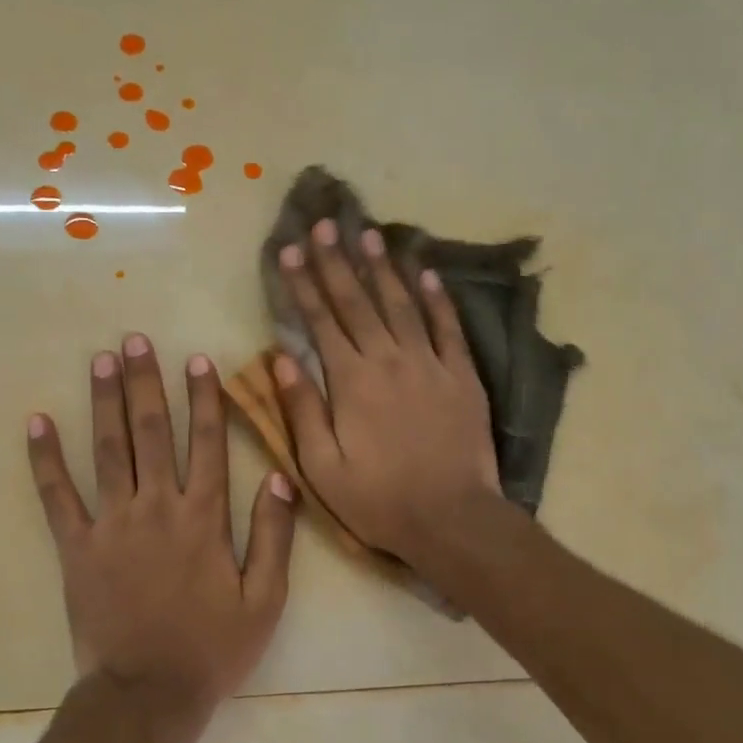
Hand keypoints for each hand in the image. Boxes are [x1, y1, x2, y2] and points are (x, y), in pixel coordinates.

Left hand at [27, 334, 295, 728]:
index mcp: (203, 519)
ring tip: (100, 360)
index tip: (198, 359)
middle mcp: (156, 508)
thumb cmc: (212, 649)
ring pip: (107, 451)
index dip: (204, 399)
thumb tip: (278, 479)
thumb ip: (274, 537)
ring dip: (104, 402)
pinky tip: (37, 422)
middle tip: (135, 339)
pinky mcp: (76, 548)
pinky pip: (57, 496)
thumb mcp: (264, 600)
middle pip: (151, 433)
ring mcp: (111, 525)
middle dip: (146, 383)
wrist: (148, 695)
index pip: (207, 444)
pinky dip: (45, 459)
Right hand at [273, 219, 502, 562]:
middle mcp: (389, 360)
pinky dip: (437, 298)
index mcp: (351, 382)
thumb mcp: (323, 467)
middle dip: (337, 262)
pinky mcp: (462, 376)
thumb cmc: (379, 500)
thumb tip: (280, 358)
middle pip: (358, 302)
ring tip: (369, 234)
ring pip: (402, 304)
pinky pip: (448, 327)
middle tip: (325, 224)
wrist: (451, 518)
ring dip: (383, 268)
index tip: (290, 251)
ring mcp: (430, 364)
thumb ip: (302, 409)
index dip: (303, 285)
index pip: (321, 322)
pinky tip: (426, 273)